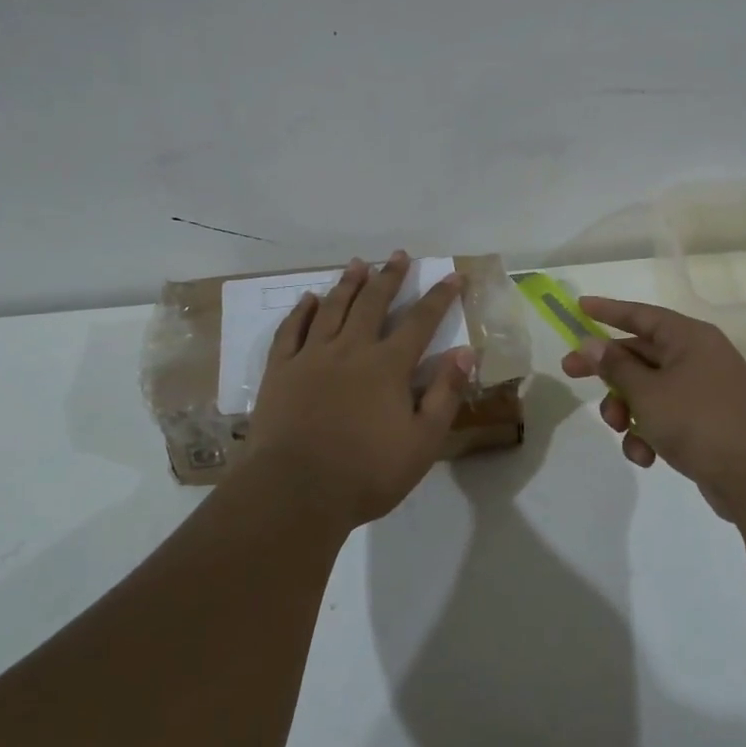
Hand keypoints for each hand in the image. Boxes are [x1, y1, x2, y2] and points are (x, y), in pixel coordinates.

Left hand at [243, 251, 474, 530]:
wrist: (295, 491)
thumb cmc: (367, 473)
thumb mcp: (422, 442)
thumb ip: (445, 394)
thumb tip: (465, 353)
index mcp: (387, 366)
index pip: (420, 322)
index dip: (439, 297)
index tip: (453, 275)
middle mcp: (351, 350)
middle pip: (373, 304)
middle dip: (390, 277)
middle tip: (399, 255)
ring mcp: (311, 357)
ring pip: (333, 309)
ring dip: (348, 284)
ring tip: (358, 264)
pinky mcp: (280, 371)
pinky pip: (291, 331)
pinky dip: (302, 312)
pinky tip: (309, 299)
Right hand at [561, 297, 745, 521]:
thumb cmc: (699, 421)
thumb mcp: (648, 392)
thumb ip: (616, 367)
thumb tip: (592, 344)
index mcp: (690, 338)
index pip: (641, 315)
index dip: (608, 310)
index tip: (579, 306)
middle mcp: (698, 358)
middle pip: (641, 354)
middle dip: (608, 371)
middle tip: (570, 373)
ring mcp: (704, 391)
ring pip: (648, 390)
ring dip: (627, 409)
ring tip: (621, 429)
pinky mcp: (706, 423)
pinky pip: (665, 417)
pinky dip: (650, 433)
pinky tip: (647, 456)